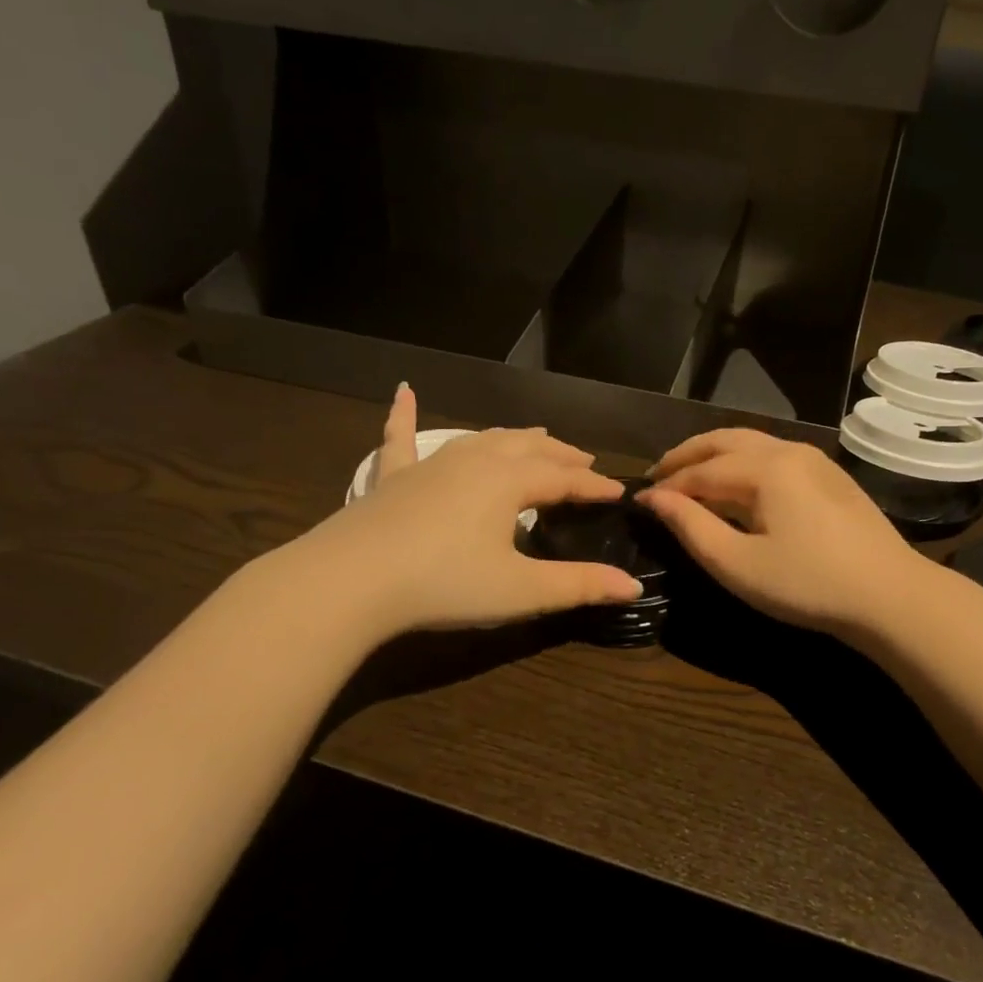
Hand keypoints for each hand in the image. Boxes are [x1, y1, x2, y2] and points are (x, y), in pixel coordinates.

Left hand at [271, 384, 639, 641]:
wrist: (350, 582)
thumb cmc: (444, 584)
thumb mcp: (520, 590)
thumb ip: (578, 586)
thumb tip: (632, 586)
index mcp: (509, 481)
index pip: (565, 478)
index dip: (594, 485)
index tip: (619, 492)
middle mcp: (475, 460)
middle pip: (529, 448)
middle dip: (561, 454)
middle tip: (584, 460)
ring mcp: (430, 464)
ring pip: (483, 439)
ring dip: (514, 437)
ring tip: (536, 438)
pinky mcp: (392, 478)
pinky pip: (400, 438)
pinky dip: (404, 414)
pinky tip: (403, 390)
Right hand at [636, 428, 936, 634]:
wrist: (890, 596)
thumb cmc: (808, 585)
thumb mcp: (738, 564)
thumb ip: (692, 527)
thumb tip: (655, 499)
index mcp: (765, 468)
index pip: (701, 471)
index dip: (666, 486)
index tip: (637, 501)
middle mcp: (788, 450)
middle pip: (724, 441)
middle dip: (687, 455)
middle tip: (658, 474)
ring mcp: (814, 460)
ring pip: (751, 443)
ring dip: (715, 455)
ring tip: (690, 475)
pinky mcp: (829, 476)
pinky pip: (773, 455)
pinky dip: (742, 462)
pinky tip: (736, 485)